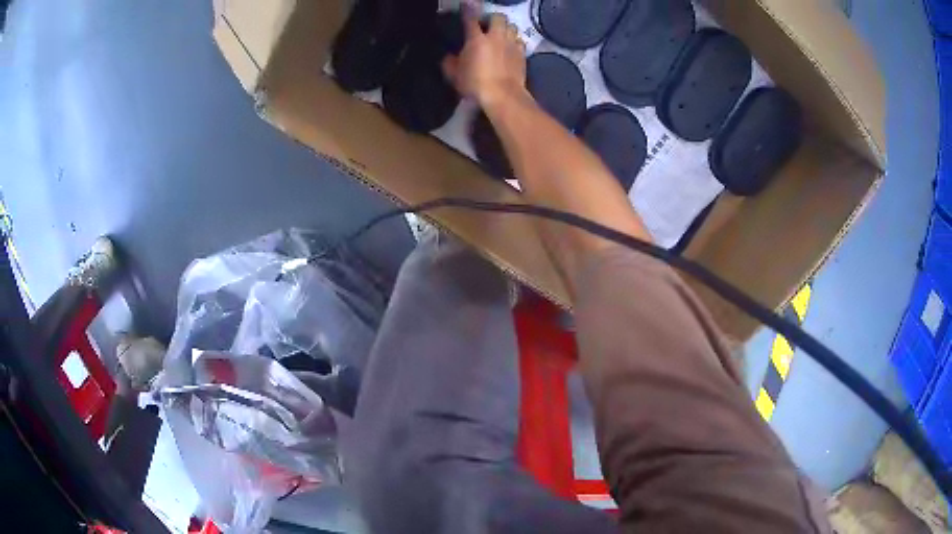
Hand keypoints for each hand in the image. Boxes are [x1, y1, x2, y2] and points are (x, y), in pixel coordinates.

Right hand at [442, 10, 527, 108]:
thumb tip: (448, 57)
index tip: (467, 4)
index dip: (468, 9)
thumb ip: (450, 62)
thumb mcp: (454, 75)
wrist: (503, 95)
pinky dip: (515, 40)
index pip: (471, 18)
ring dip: (506, 28)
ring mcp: (511, 44)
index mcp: (476, 39)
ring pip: (512, 26)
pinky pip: (520, 40)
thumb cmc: (475, 84)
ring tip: (501, 35)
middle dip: (493, 18)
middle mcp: (496, 37)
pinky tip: (510, 46)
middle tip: (487, 25)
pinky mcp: (522, 54)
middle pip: (498, 17)